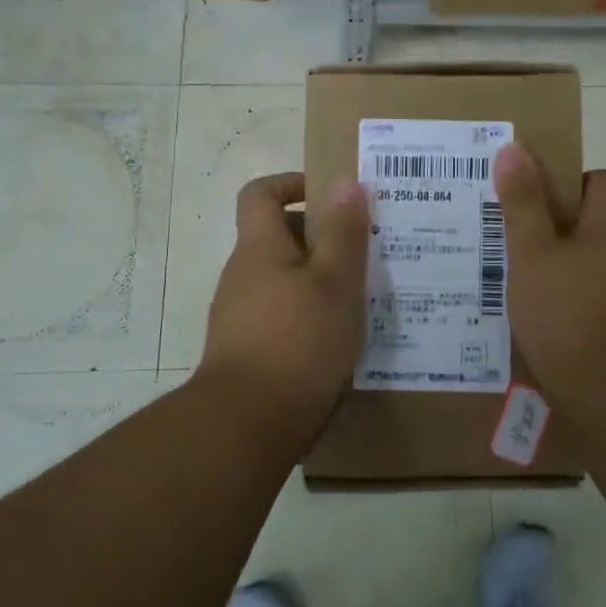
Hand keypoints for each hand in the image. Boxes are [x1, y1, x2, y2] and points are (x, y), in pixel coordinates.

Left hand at [198, 172, 369, 435]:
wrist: (247, 424)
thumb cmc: (298, 341)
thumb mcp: (335, 282)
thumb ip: (343, 232)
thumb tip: (346, 182)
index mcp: (259, 248)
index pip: (261, 194)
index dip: (293, 184)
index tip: (332, 195)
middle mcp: (243, 276)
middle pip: (277, 238)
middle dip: (320, 238)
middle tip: (364, 250)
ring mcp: (241, 316)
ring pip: (284, 281)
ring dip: (319, 280)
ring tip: (362, 297)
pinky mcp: (248, 351)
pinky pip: (282, 316)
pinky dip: (309, 315)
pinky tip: (340, 339)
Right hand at [493, 143, 605, 399]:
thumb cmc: (567, 314)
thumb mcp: (531, 255)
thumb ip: (523, 202)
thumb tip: (514, 149)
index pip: (594, 179)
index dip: (558, 188)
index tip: (528, 213)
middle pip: (598, 218)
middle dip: (559, 229)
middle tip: (520, 251)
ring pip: (604, 256)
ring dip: (572, 264)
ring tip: (533, 287)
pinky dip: (587, 294)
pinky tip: (558, 319)